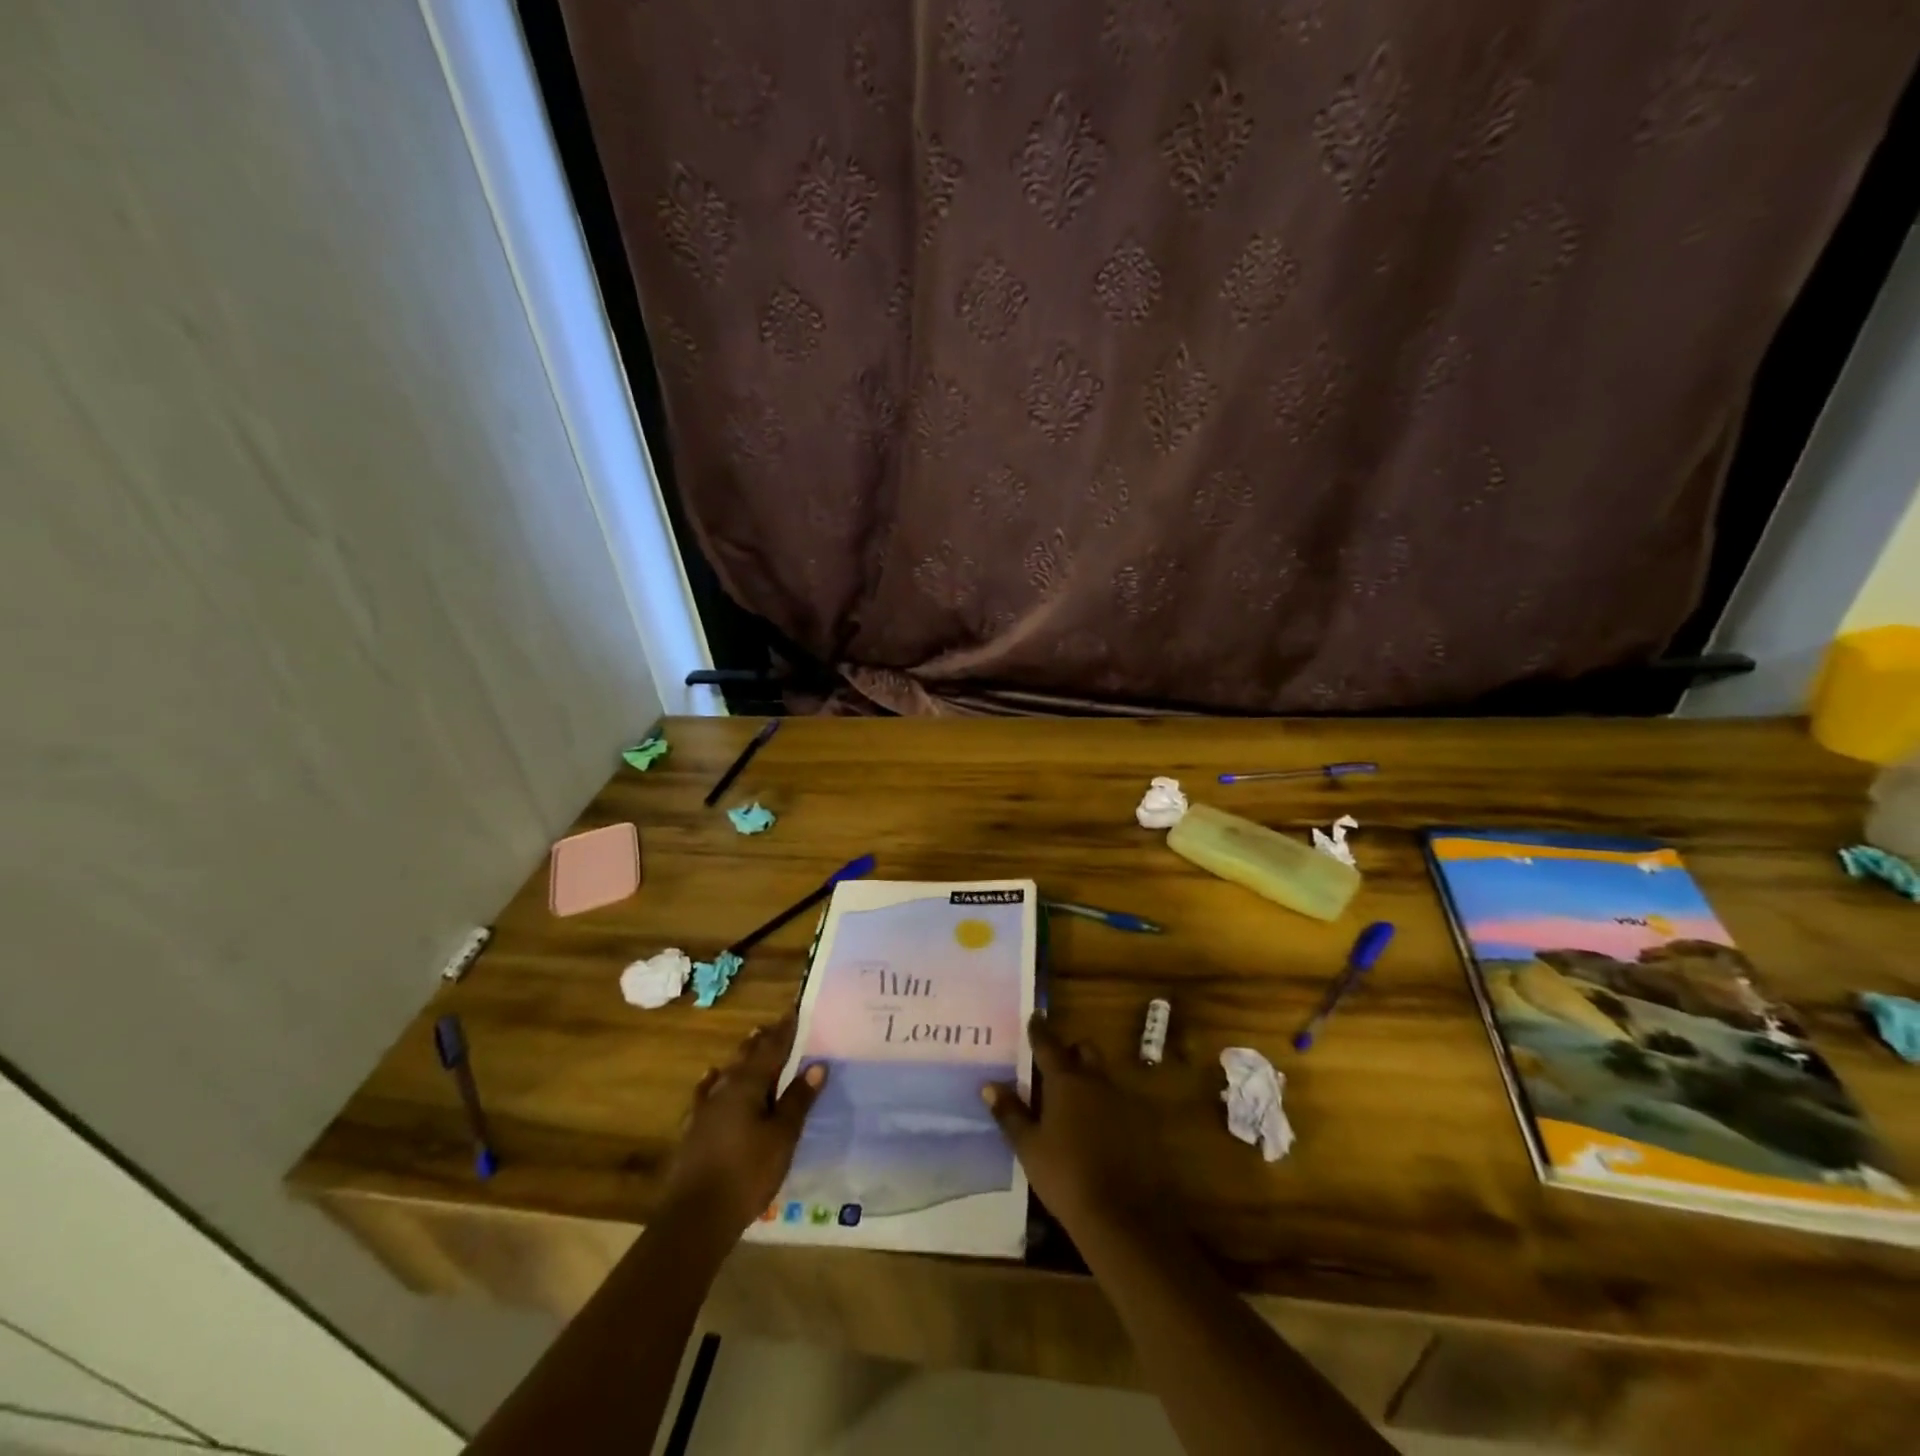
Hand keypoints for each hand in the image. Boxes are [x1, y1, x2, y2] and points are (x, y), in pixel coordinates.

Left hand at [661, 1016, 825, 1235]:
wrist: (694, 1217)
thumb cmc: (747, 1173)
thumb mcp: (782, 1137)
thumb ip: (797, 1100)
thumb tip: (816, 1065)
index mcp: (748, 1085)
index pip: (771, 1049)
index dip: (784, 1031)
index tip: (793, 1012)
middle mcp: (724, 1088)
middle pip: (746, 1056)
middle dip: (762, 1040)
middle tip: (773, 1025)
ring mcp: (704, 1109)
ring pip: (726, 1072)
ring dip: (741, 1057)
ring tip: (751, 1041)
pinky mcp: (693, 1129)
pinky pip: (706, 1093)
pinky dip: (712, 1081)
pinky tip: (711, 1078)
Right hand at [983, 1014, 1155, 1235]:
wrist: (1123, 1215)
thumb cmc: (1066, 1176)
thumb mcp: (1029, 1147)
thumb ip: (1010, 1113)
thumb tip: (989, 1085)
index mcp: (1066, 1080)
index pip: (1048, 1044)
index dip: (1039, 1030)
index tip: (1035, 1016)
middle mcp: (1096, 1081)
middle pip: (1084, 1051)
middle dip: (1070, 1052)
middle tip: (1054, 1066)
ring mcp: (1123, 1101)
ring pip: (1103, 1075)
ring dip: (1088, 1078)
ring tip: (1072, 1101)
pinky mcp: (1142, 1124)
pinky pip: (1118, 1101)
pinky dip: (1105, 1105)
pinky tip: (1096, 1129)